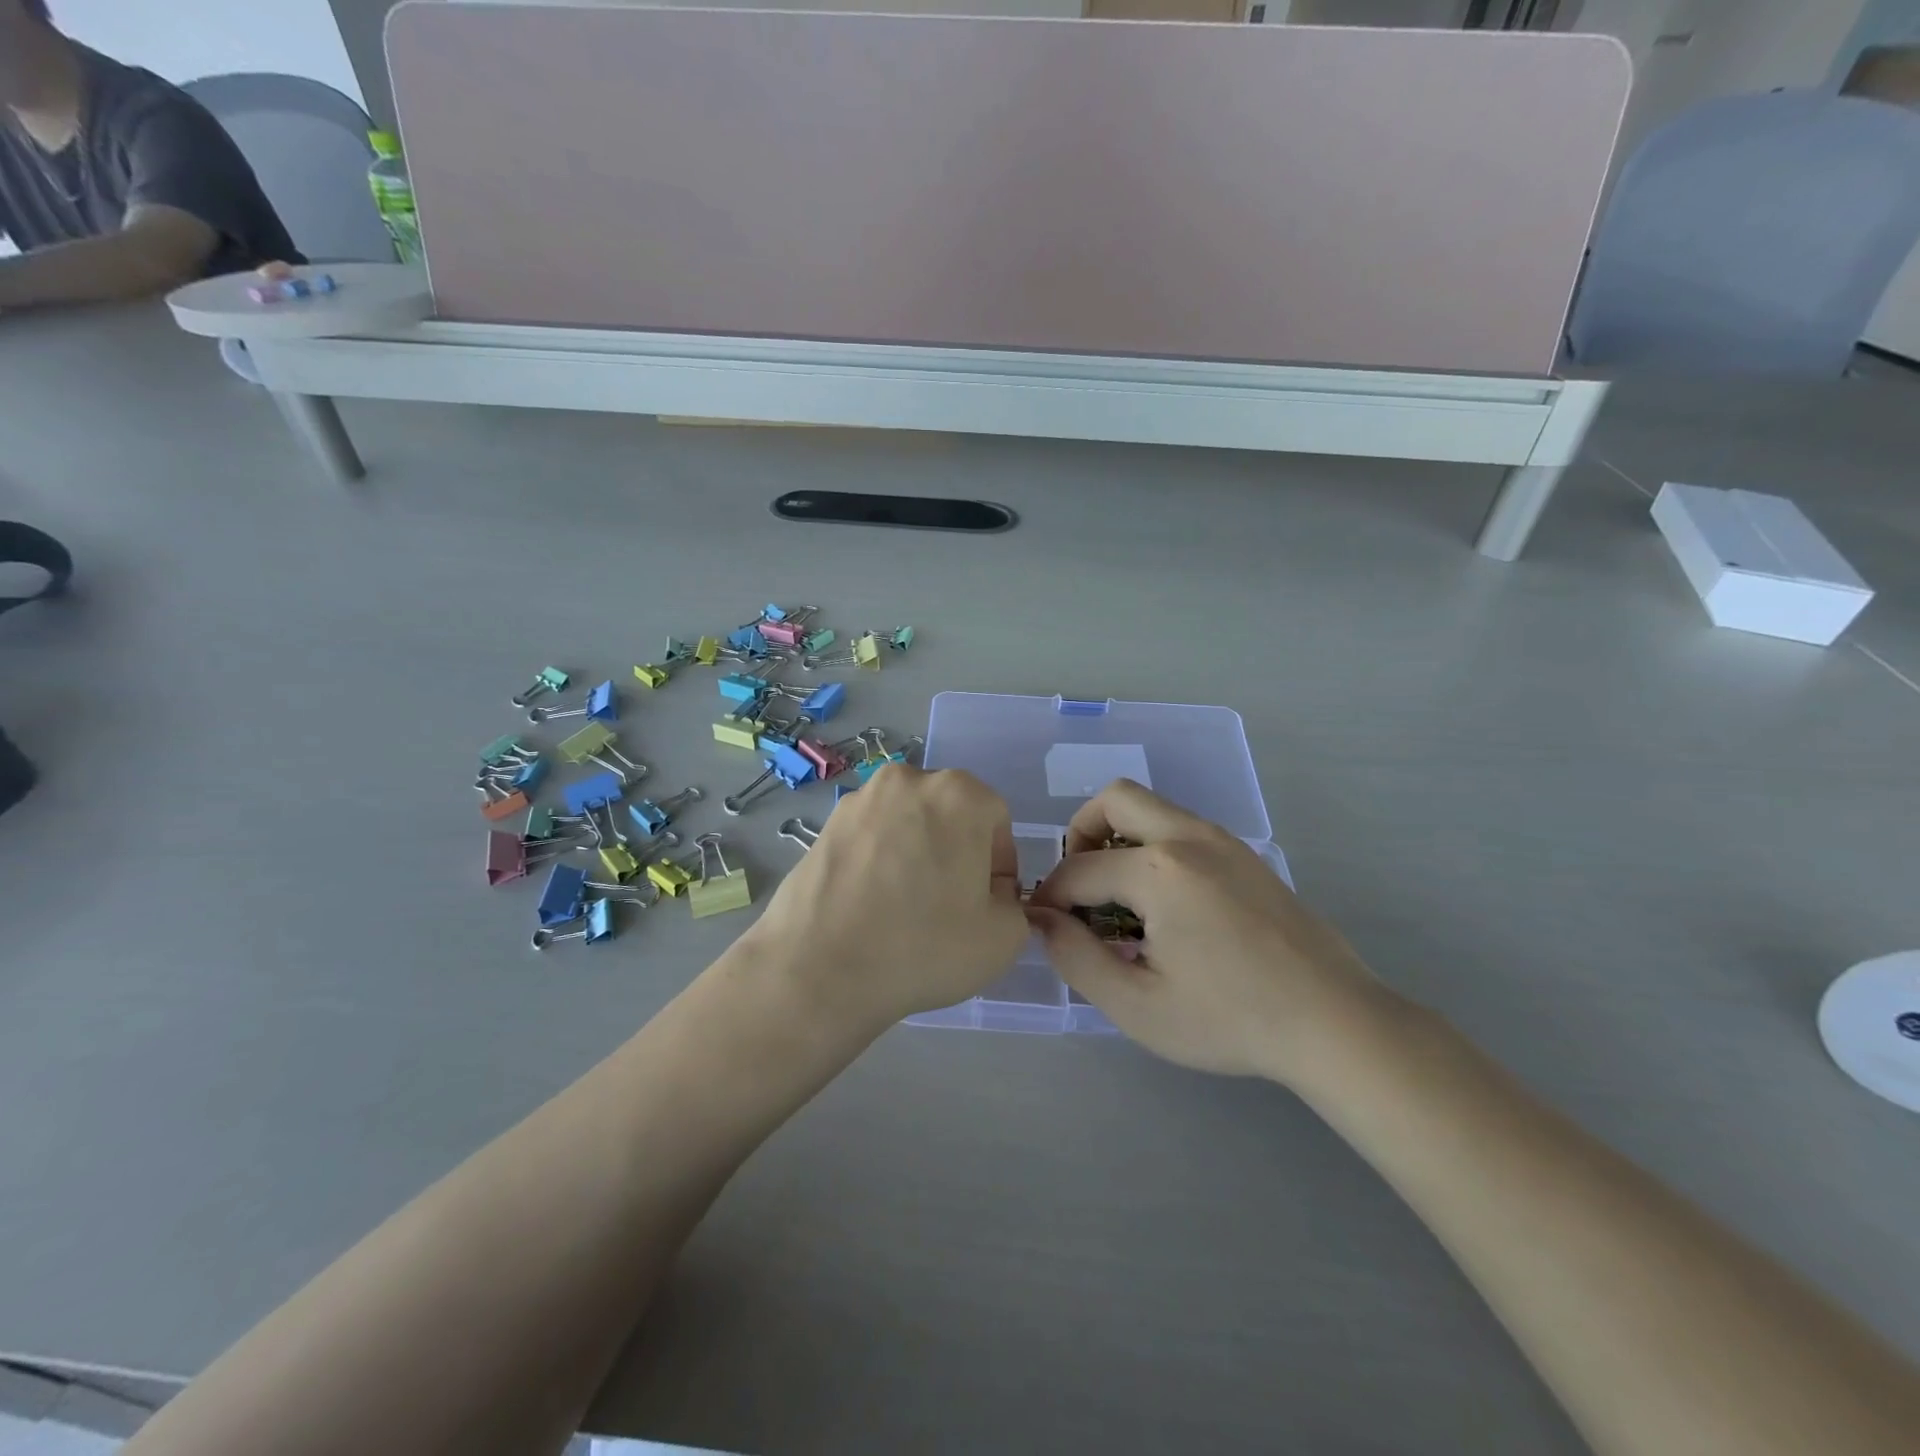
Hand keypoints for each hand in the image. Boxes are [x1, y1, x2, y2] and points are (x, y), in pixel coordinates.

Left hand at [744, 765, 1029, 1030]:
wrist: (819, 969)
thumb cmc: (923, 947)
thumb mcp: (1003, 938)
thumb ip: (1012, 905)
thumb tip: (987, 895)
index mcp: (960, 794)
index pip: (996, 821)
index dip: (997, 866)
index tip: (983, 905)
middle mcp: (910, 780)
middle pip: (950, 814)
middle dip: (956, 851)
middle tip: (946, 904)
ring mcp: (861, 798)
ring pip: (908, 823)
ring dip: (916, 853)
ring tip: (903, 905)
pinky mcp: (826, 823)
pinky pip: (871, 837)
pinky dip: (879, 860)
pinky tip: (870, 903)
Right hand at [1027, 779, 1383, 1082]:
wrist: (1334, 1022)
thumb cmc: (1230, 1020)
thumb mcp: (1137, 1005)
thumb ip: (1075, 957)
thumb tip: (1042, 919)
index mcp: (1158, 870)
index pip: (1078, 869)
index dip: (1050, 898)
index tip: (1045, 928)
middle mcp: (1188, 837)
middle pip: (1114, 799)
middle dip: (1080, 835)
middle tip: (1081, 889)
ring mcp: (1223, 840)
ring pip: (1151, 808)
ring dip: (1118, 838)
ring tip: (1120, 900)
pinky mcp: (1245, 855)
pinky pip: (1182, 828)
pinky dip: (1153, 847)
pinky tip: (1166, 906)